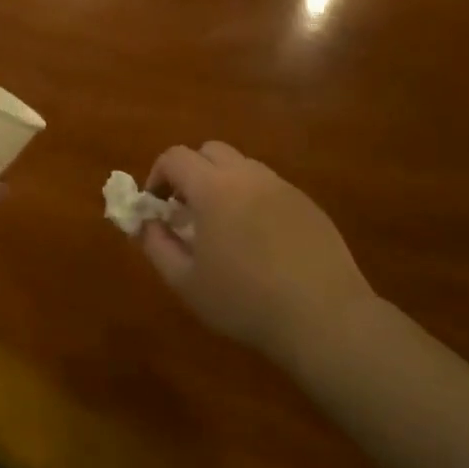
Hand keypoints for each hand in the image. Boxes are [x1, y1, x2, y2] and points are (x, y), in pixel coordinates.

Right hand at [139, 142, 373, 364]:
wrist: (323, 316)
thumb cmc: (244, 301)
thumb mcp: (186, 282)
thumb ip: (157, 246)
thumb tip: (145, 223)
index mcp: (214, 188)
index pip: (175, 157)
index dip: (158, 175)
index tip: (156, 206)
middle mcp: (248, 175)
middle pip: (210, 151)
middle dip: (191, 172)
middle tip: (187, 211)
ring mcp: (282, 187)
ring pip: (243, 166)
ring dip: (223, 184)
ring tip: (223, 227)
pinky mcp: (307, 203)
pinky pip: (270, 187)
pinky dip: (253, 200)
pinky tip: (260, 241)